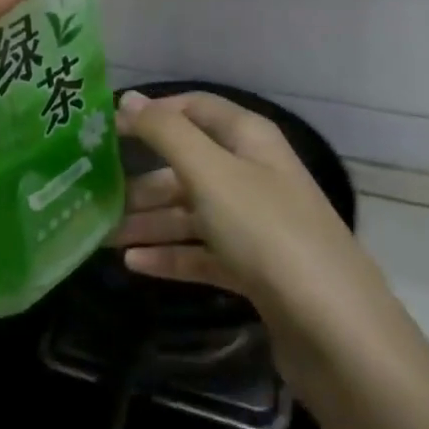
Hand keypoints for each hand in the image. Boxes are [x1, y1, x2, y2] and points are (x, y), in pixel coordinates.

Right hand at [110, 90, 386, 342]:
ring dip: (149, 221)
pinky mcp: (254, 268)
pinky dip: (170, 255)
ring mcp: (255, 223)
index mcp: (249, 138)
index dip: (152, 114)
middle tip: (95, 194)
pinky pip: (202, 252)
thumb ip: (166, 133)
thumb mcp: (210, 172)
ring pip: (191, 212)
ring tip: (103, 236)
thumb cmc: (266, 231)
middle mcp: (253, 173)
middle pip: (188, 164)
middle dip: (142, 179)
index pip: (194, 108)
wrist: (333, 329)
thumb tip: (128, 99)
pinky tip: (133, 264)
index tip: (106, 130)